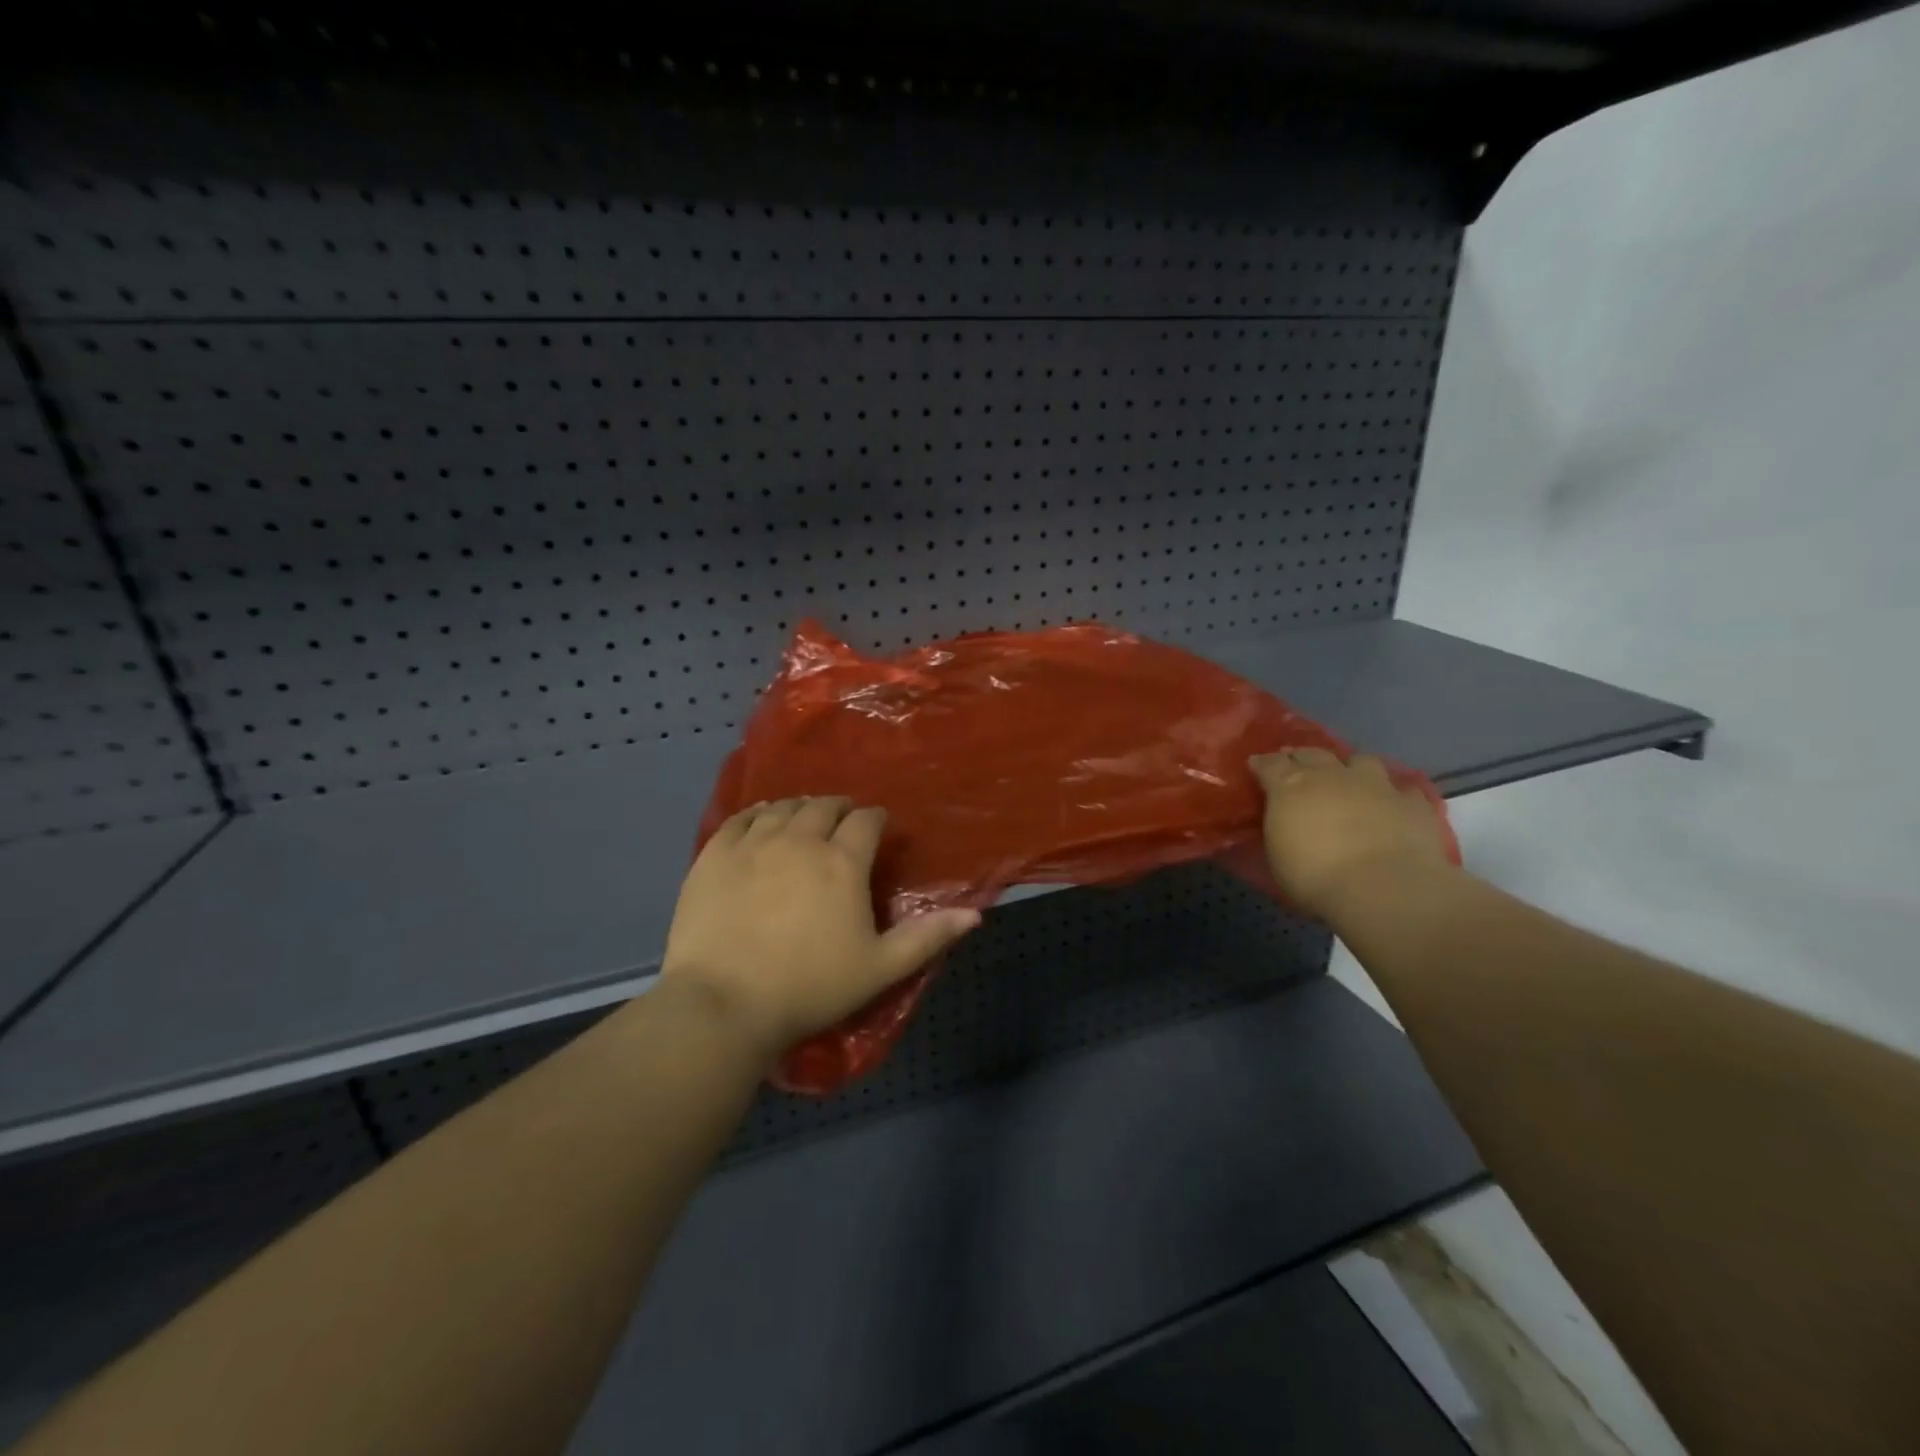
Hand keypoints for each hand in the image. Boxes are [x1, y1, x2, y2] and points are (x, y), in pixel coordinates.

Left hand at [660, 797, 979, 1064]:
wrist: (724, 1004)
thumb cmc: (809, 987)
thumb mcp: (880, 969)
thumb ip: (928, 937)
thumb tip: (975, 915)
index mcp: (842, 862)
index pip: (866, 820)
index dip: (875, 820)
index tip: (877, 828)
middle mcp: (800, 839)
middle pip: (824, 806)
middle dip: (839, 810)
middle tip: (842, 823)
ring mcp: (753, 843)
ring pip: (783, 807)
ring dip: (800, 808)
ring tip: (804, 819)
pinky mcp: (715, 854)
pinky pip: (741, 817)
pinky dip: (757, 813)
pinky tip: (761, 819)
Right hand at [1249, 749, 1453, 920]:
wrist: (1384, 888)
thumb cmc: (1315, 876)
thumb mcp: (1277, 854)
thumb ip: (1278, 827)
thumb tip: (1280, 820)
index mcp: (1292, 786)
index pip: (1271, 763)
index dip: (1262, 763)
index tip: (1256, 765)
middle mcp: (1332, 775)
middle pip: (1312, 753)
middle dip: (1302, 757)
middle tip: (1297, 767)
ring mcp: (1376, 785)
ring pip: (1361, 760)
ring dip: (1351, 768)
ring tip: (1349, 781)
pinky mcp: (1413, 803)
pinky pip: (1403, 790)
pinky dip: (1395, 795)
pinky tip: (1392, 806)